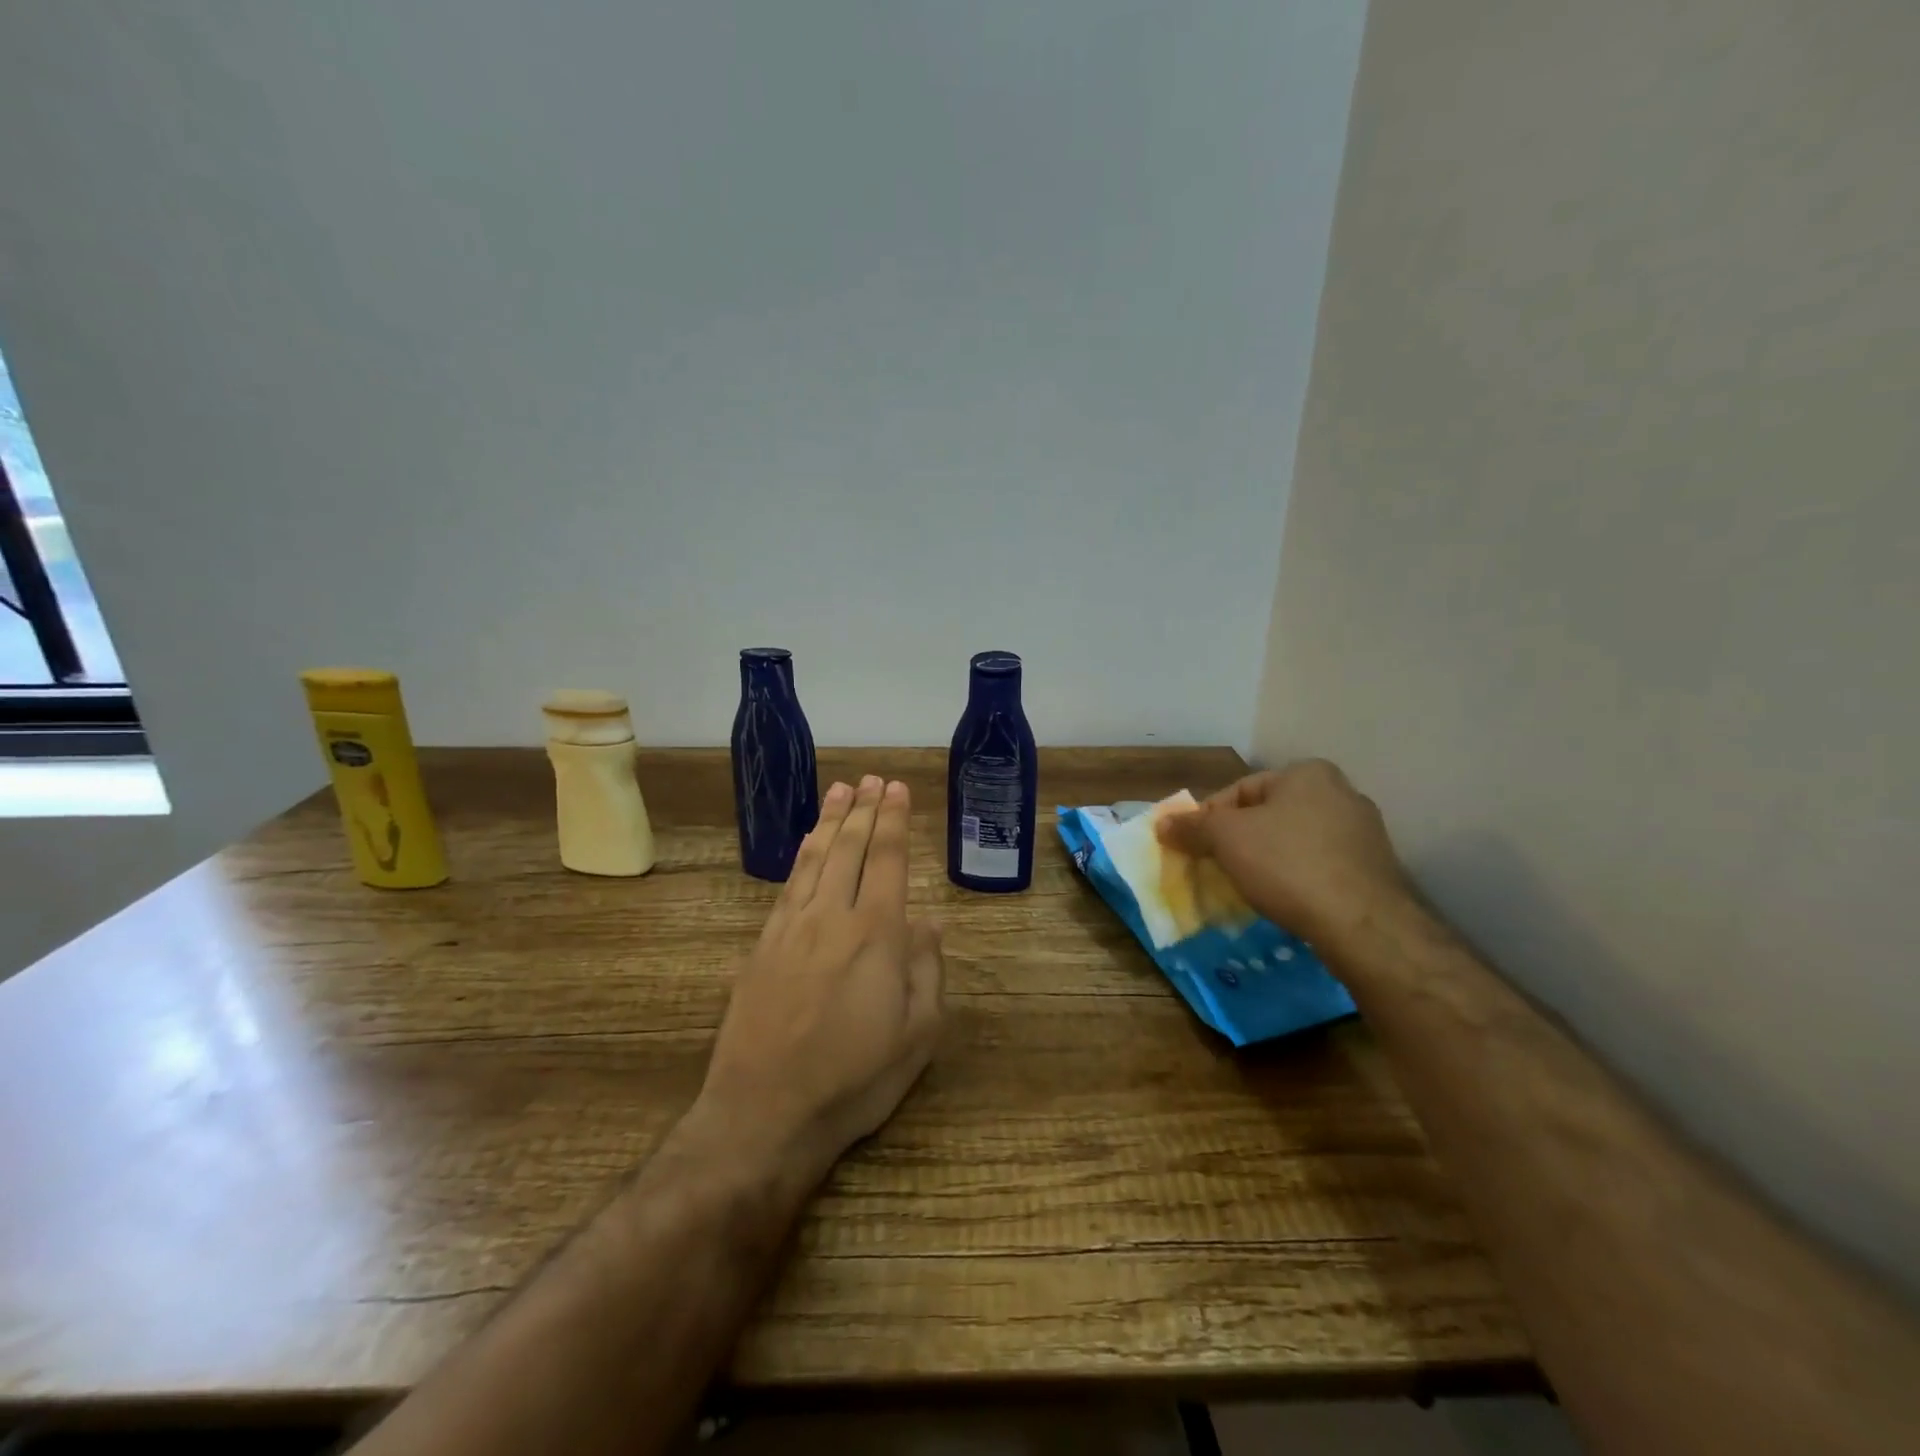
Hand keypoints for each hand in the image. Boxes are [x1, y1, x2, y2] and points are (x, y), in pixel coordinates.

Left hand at [696, 775, 944, 1184]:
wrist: (764, 1113)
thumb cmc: (854, 1079)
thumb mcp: (917, 1036)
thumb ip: (927, 971)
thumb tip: (928, 921)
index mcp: (877, 934)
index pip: (889, 860)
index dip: (894, 821)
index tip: (897, 789)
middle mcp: (833, 917)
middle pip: (850, 849)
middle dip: (864, 810)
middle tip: (872, 779)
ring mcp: (792, 928)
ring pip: (816, 859)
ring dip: (831, 822)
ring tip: (842, 792)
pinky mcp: (763, 946)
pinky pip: (788, 885)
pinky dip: (801, 855)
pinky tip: (807, 843)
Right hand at [1156, 760, 1411, 949]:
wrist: (1363, 925)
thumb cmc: (1288, 865)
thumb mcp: (1226, 839)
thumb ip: (1192, 827)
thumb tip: (1162, 824)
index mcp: (1308, 774)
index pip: (1240, 789)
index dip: (1209, 818)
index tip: (1194, 847)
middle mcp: (1341, 793)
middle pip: (1269, 814)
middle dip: (1239, 840)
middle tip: (1216, 867)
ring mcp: (1363, 833)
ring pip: (1294, 841)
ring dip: (1267, 860)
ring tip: (1247, 887)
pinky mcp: (1374, 870)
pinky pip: (1320, 866)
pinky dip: (1297, 878)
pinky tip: (1284, 900)